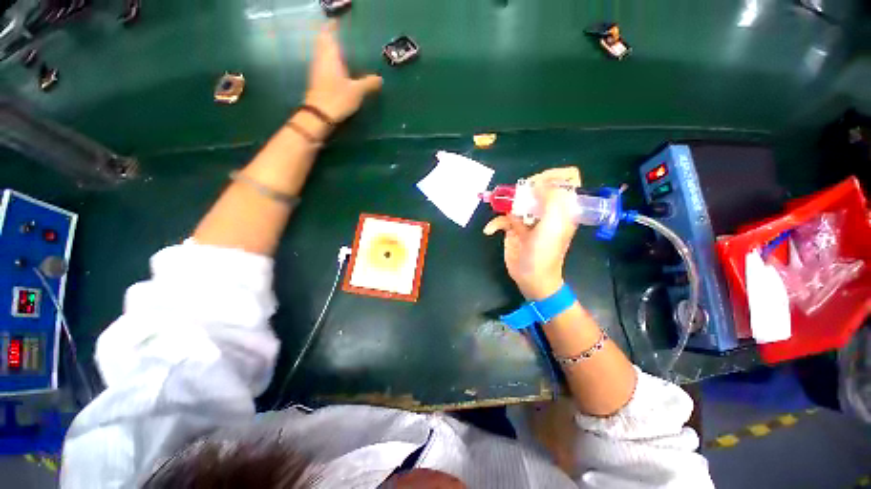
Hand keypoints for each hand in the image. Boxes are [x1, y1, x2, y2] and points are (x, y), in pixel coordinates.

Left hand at [304, 20, 382, 123]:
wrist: (320, 115)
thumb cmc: (338, 98)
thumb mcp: (357, 91)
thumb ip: (369, 83)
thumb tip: (380, 79)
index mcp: (330, 55)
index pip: (328, 33)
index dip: (332, 26)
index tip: (338, 22)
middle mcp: (321, 58)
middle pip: (323, 41)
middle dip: (330, 36)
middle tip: (342, 35)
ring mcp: (317, 69)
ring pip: (322, 52)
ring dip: (329, 48)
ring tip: (342, 49)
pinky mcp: (317, 81)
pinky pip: (323, 63)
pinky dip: (329, 61)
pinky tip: (338, 67)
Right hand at [483, 168, 581, 299]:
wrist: (531, 277)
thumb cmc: (545, 252)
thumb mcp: (553, 224)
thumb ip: (551, 199)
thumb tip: (538, 184)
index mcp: (562, 208)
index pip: (567, 180)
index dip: (554, 176)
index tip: (538, 183)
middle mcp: (547, 210)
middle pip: (538, 187)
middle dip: (525, 189)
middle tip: (518, 195)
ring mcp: (529, 218)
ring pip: (518, 200)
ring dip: (505, 203)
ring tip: (497, 206)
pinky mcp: (514, 228)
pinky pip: (503, 218)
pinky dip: (495, 223)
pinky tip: (490, 231)